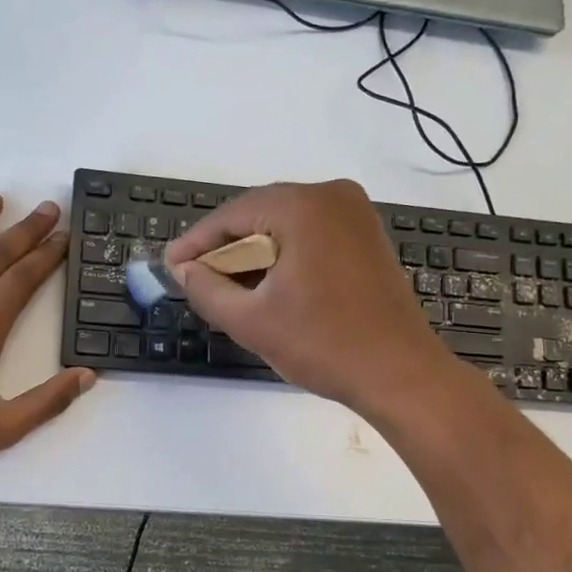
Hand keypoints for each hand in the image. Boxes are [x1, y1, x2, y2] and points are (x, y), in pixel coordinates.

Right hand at [165, 180, 461, 415]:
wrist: (401, 375)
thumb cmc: (324, 345)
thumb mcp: (252, 321)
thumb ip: (206, 289)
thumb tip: (184, 269)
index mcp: (304, 206)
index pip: (232, 214)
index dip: (197, 241)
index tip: (170, 265)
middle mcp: (333, 196)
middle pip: (259, 213)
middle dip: (226, 246)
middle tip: (194, 276)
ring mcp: (356, 214)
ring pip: (285, 224)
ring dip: (254, 252)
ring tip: (225, 285)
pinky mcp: (367, 236)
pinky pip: (311, 234)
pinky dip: (285, 254)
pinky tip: (267, 284)